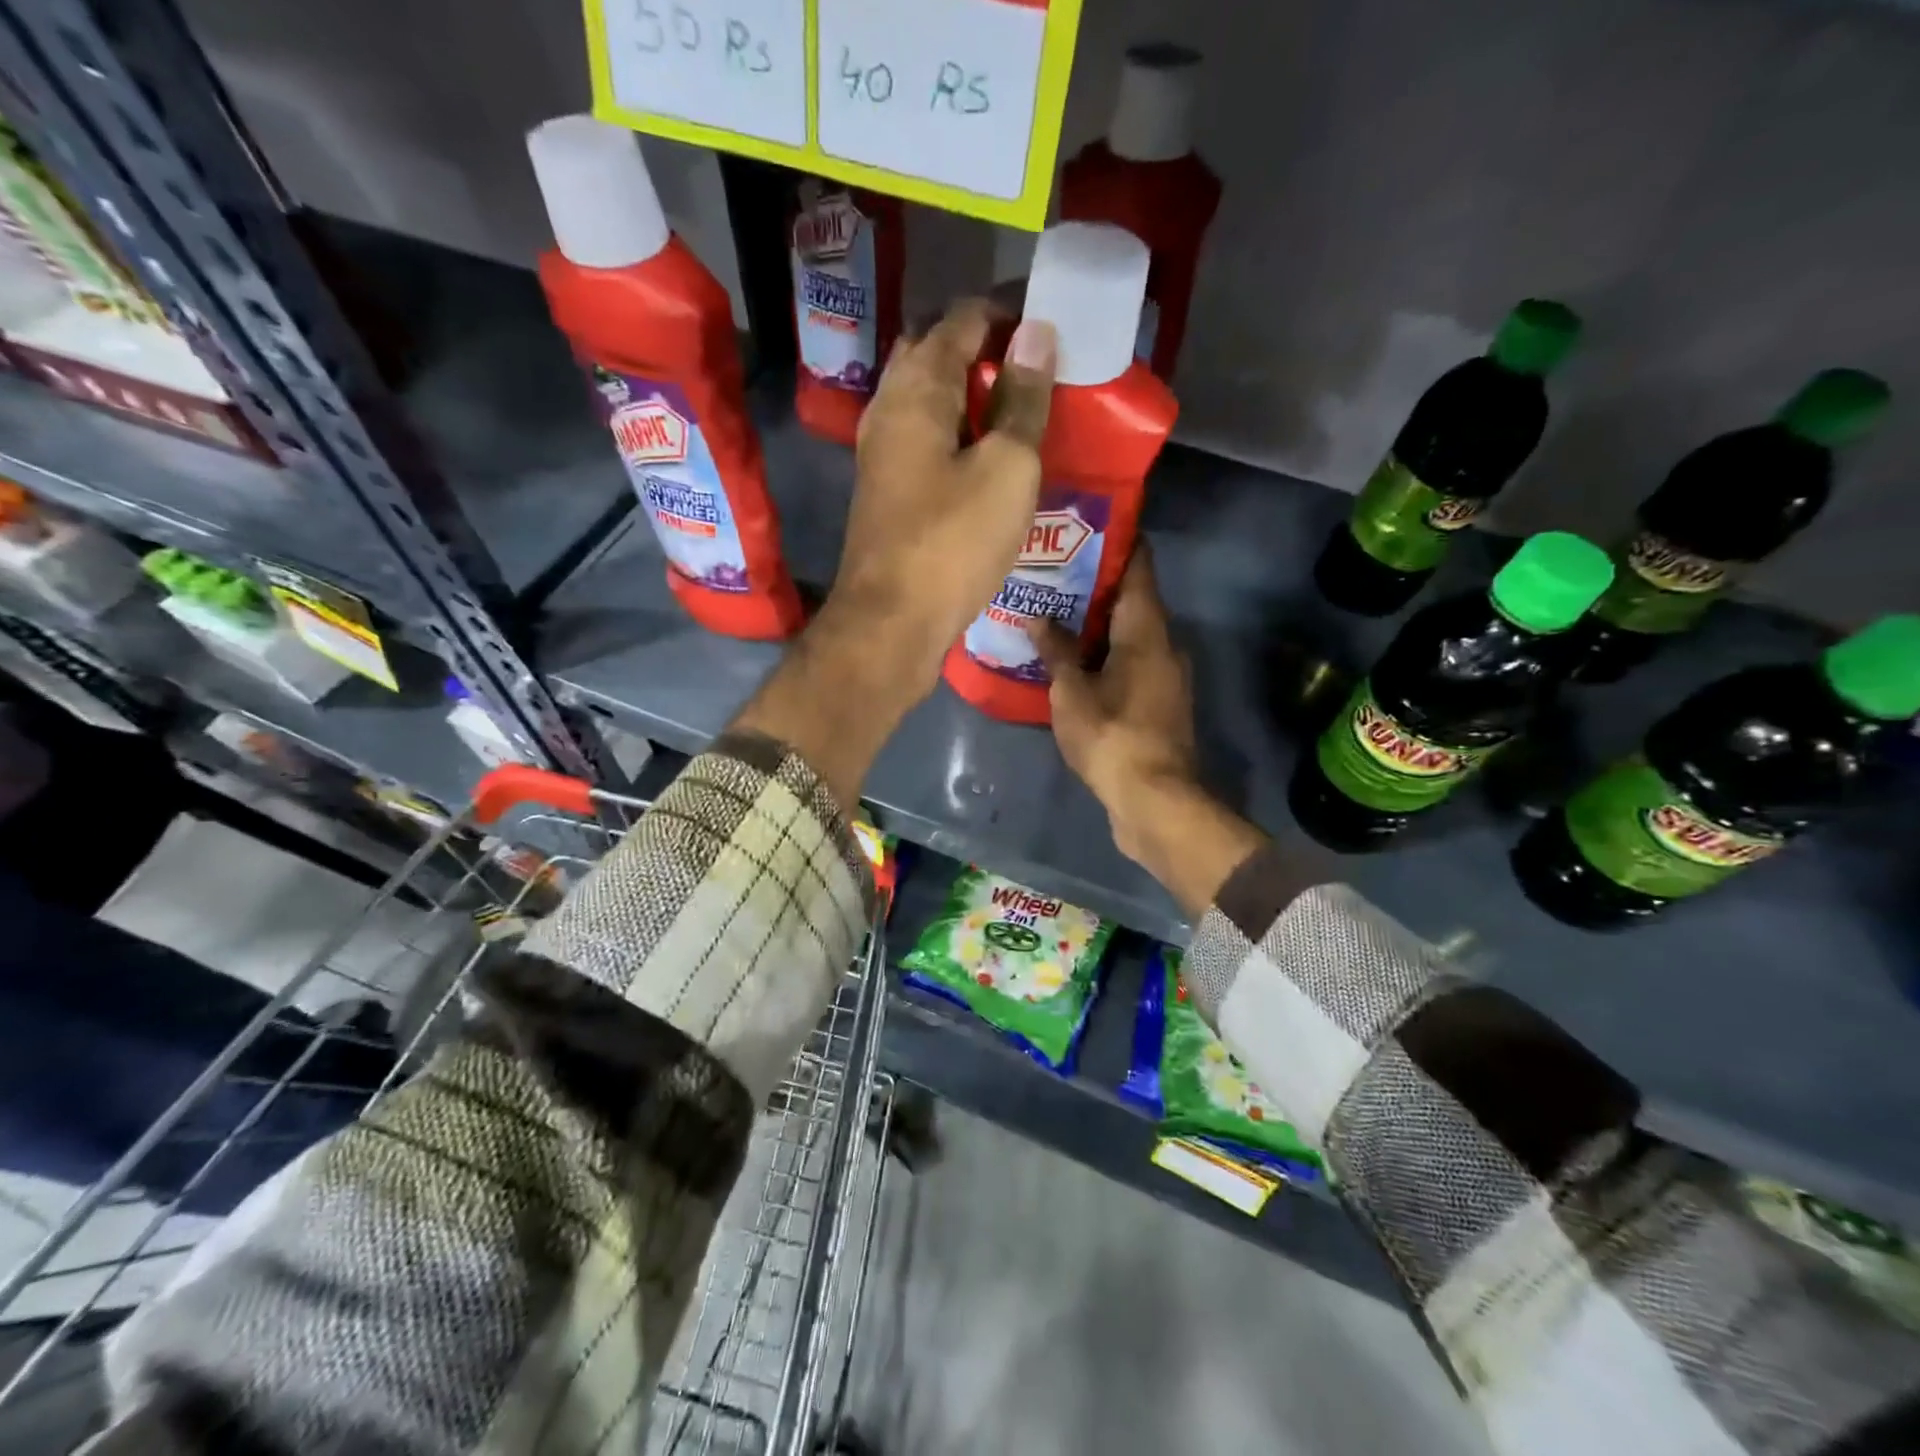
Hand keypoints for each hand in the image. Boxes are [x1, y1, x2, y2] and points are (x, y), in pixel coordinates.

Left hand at [822, 299, 1056, 698]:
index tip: (1052, 330)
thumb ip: (1022, 399)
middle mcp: (889, 408)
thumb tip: (1035, 334)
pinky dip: (955, 432)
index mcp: (916, 388)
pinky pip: (923, 438)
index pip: (962, 319)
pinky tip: (987, 456)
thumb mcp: (1007, 467)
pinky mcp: (886, 490)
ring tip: (1019, 412)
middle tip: (1035, 372)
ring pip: (927, 399)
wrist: (892, 622)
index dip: (1008, 315)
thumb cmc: (954, 542)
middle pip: (936, 353)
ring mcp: (880, 451)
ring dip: (969, 394)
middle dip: (985, 350)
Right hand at [1029, 547, 1268, 917]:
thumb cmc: (1111, 735)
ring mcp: (1166, 676)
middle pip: (1133, 600)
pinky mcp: (1160, 704)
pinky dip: (1105, 655)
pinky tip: (1072, 662)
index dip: (1118, 542)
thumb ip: (1055, 651)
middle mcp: (1164, 644)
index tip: (1086, 527)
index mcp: (1146, 629)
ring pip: (1131, 635)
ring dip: (1098, 625)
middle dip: (1095, 586)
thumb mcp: (1072, 692)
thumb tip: (1037, 618)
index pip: (1139, 566)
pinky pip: (1131, 664)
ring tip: (1054, 615)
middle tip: (1052, 573)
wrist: (1154, 800)